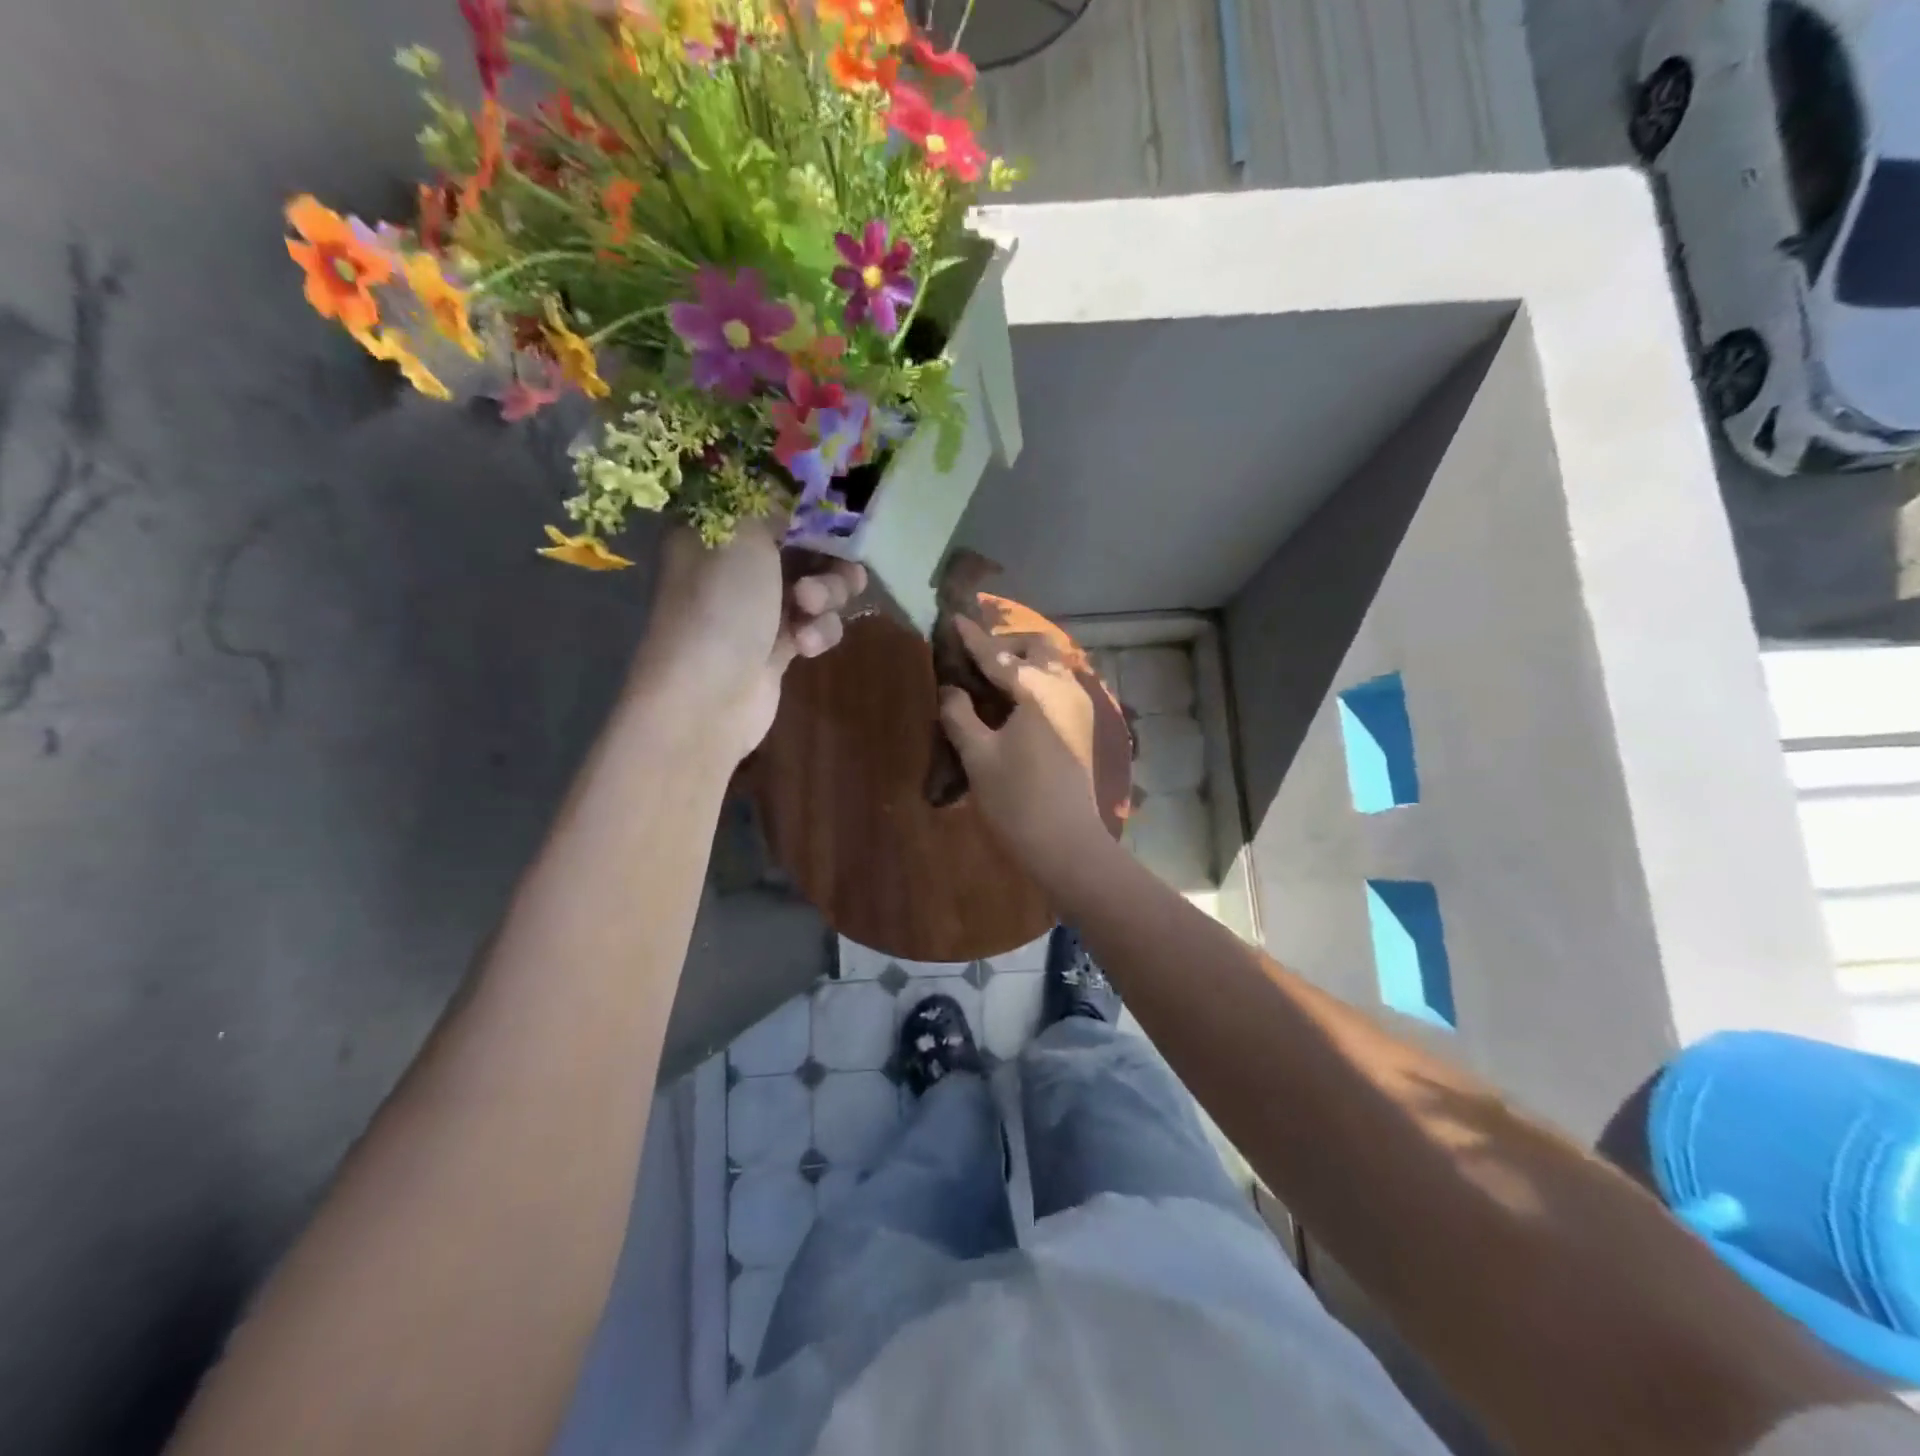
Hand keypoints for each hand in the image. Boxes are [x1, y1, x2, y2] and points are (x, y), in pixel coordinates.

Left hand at [632, 517, 865, 761]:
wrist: (707, 697)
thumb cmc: (721, 604)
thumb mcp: (745, 533)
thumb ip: (776, 501)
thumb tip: (794, 484)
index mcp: (716, 527)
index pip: (768, 497)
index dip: (806, 499)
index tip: (840, 503)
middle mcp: (736, 563)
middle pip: (803, 543)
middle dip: (827, 555)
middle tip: (839, 563)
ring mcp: (758, 606)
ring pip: (817, 585)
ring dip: (827, 595)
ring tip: (812, 608)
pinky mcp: (779, 645)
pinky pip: (815, 624)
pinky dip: (817, 632)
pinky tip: (804, 645)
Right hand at [938, 617, 1108, 876]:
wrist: (1066, 844)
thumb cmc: (1017, 800)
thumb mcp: (978, 755)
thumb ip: (959, 715)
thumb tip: (950, 689)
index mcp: (1038, 690)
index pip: (999, 656)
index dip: (973, 639)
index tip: (954, 620)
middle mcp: (1065, 689)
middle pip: (1038, 648)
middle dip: (1007, 646)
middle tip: (976, 662)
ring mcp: (1079, 708)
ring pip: (1052, 667)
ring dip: (1023, 664)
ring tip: (991, 681)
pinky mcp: (1081, 727)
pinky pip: (1057, 687)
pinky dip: (1035, 683)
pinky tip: (1012, 704)